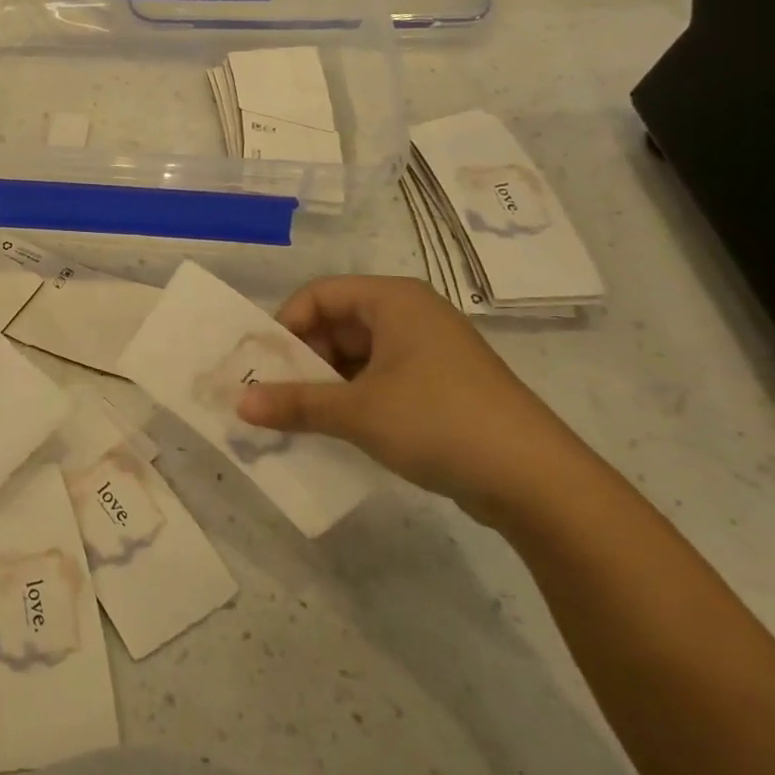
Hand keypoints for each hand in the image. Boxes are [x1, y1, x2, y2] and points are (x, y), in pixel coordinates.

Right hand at [236, 274, 593, 521]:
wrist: (536, 480)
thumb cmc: (439, 421)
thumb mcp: (357, 411)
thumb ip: (294, 403)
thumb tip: (238, 403)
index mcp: (393, 300)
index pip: (319, 295)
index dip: (285, 325)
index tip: (262, 365)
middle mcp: (410, 316)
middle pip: (335, 324)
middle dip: (301, 358)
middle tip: (271, 395)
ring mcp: (427, 352)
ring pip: (355, 355)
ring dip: (323, 383)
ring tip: (295, 416)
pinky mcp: (438, 386)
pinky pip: (378, 379)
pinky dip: (351, 398)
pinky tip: (334, 429)